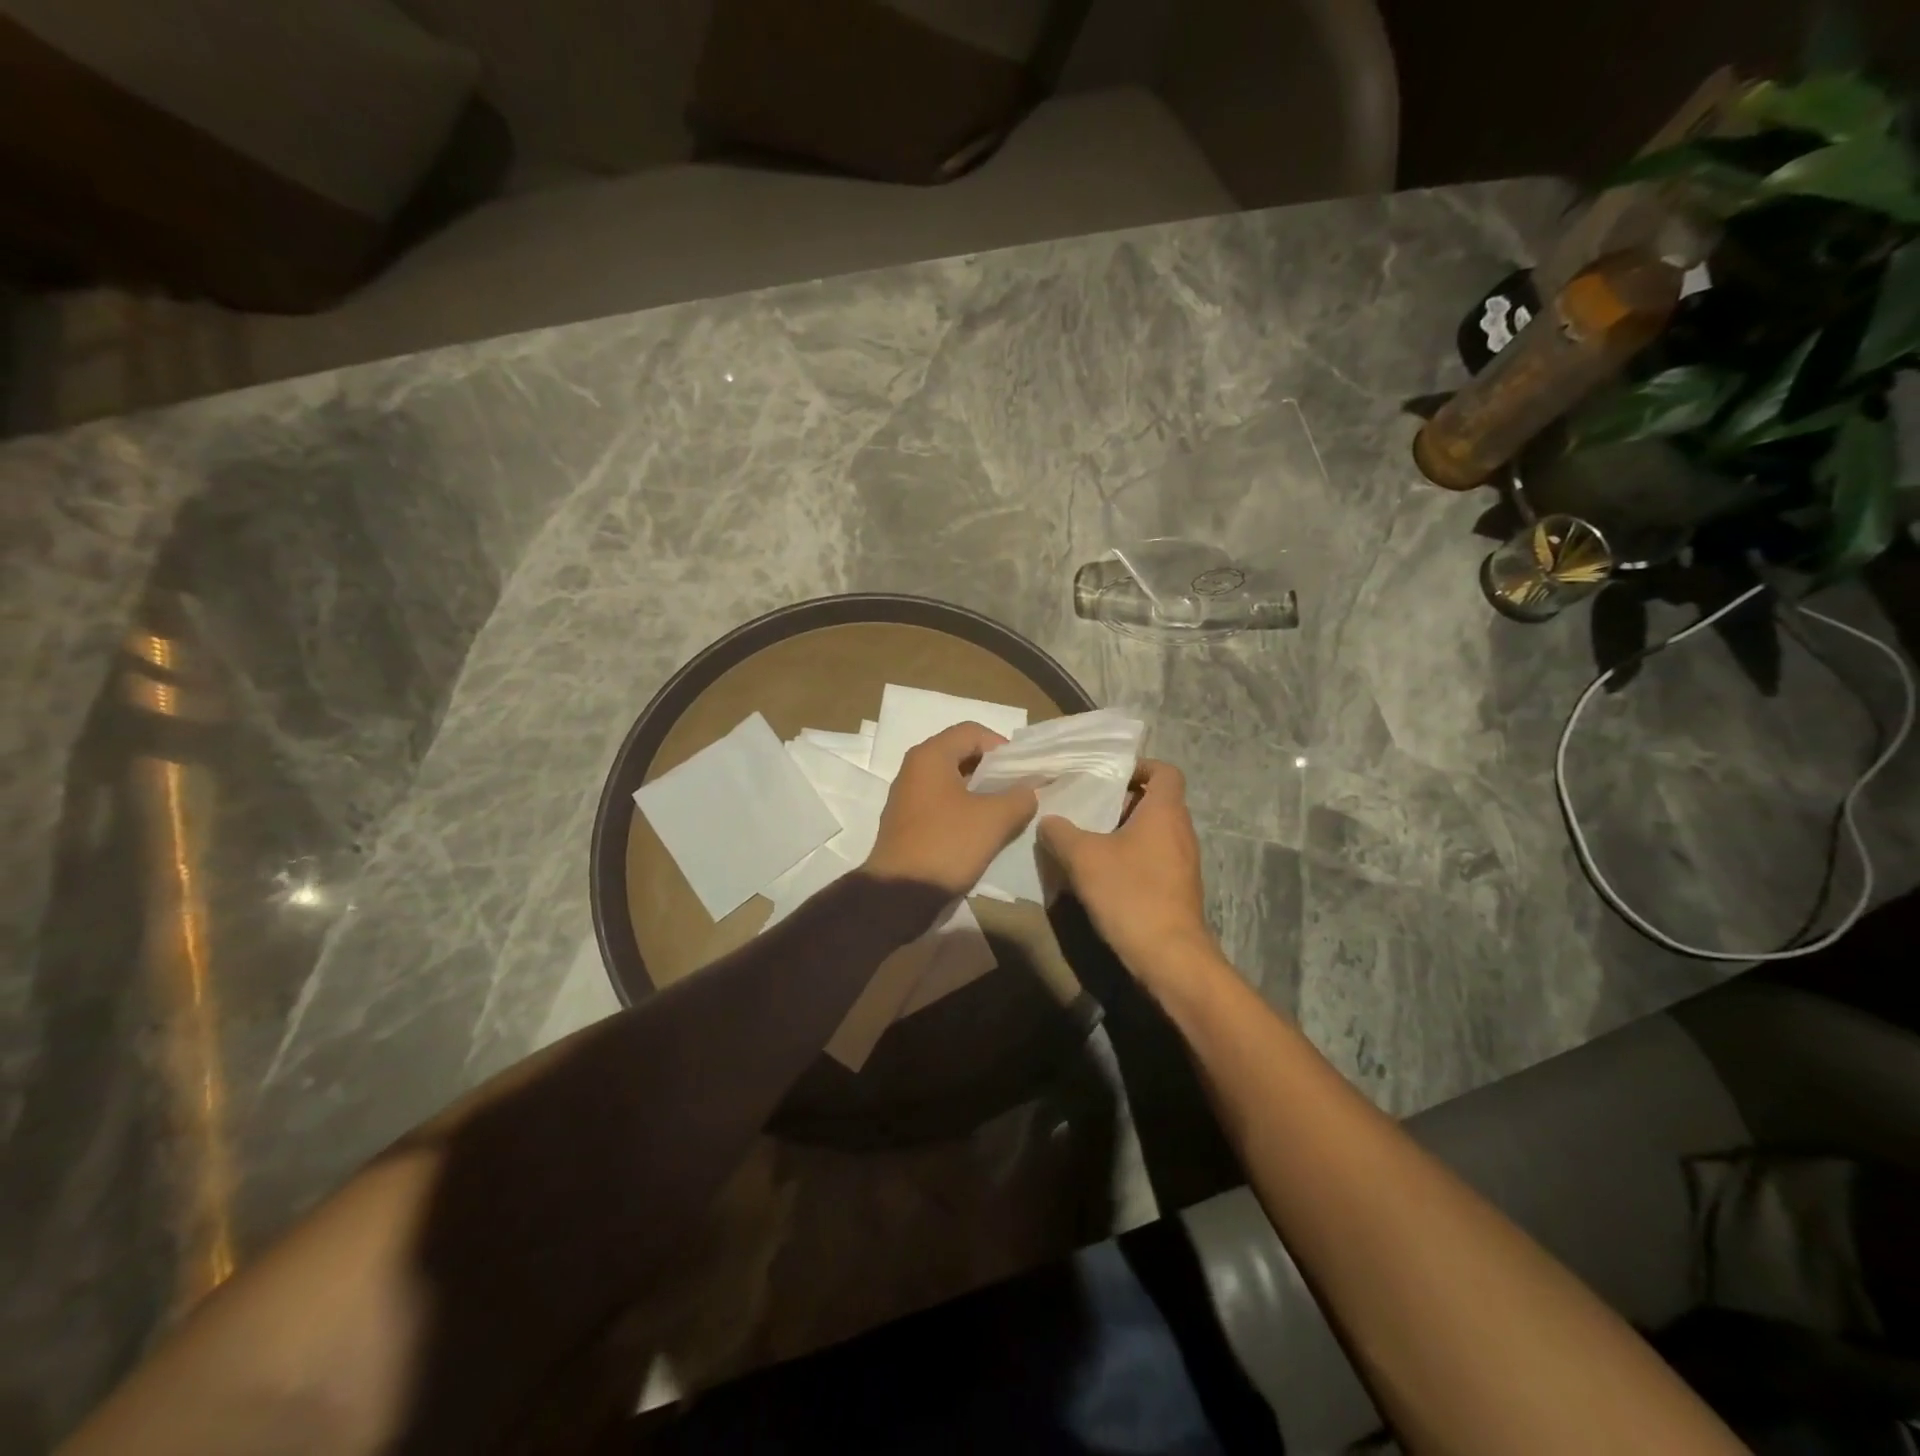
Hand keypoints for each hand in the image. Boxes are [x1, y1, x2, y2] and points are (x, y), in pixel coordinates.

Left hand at [865, 723, 1037, 896]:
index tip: (1022, 771)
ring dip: (981, 792)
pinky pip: (942, 803)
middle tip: (1018, 790)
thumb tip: (1030, 790)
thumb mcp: (994, 819)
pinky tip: (982, 831)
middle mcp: (914, 769)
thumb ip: (1019, 798)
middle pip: (961, 754)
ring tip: (1006, 812)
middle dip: (993, 770)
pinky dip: (964, 809)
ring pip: (952, 781)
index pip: (972, 731)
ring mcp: (908, 797)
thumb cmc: (946, 845)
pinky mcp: (907, 822)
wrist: (899, 894)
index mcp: (930, 756)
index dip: (1002, 746)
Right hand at [1038, 760, 1217, 981]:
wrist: (1169, 957)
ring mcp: (1183, 863)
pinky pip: (1153, 859)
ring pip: (1152, 833)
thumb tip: (1048, 820)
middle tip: (1087, 808)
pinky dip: (1130, 858)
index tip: (1109, 774)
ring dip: (1122, 832)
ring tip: (1087, 840)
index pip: (1165, 771)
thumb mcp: (1083, 857)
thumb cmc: (1130, 893)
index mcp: (1165, 812)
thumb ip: (1061, 832)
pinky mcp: (1178, 889)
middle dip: (1121, 802)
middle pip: (1155, 802)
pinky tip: (1101, 875)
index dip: (1140, 766)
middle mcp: (1180, 832)